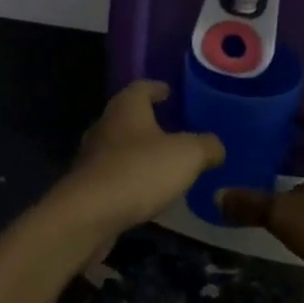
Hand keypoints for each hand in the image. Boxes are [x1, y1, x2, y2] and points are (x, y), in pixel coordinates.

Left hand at [43, 81, 224, 252]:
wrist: (89, 215)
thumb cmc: (140, 171)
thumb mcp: (188, 155)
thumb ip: (206, 146)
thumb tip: (216, 147)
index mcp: (127, 107)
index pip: (142, 87)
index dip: (157, 88)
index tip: (169, 92)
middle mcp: (105, 125)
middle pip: (128, 116)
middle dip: (148, 121)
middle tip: (172, 128)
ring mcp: (92, 156)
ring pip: (119, 146)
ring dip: (138, 152)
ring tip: (163, 162)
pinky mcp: (87, 186)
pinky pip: (114, 174)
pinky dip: (130, 177)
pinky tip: (146, 191)